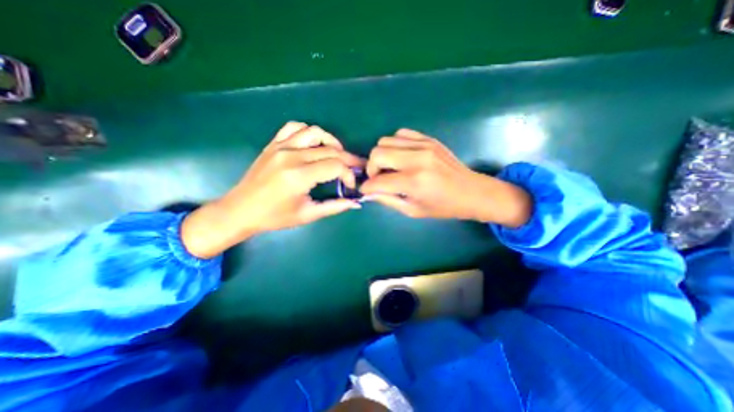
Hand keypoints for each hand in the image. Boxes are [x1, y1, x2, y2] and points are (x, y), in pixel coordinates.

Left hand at [181, 123, 363, 256]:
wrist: (240, 210)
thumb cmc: (274, 217)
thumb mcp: (307, 215)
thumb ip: (334, 207)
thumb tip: (356, 203)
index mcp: (299, 176)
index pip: (336, 166)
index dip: (349, 174)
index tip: (351, 185)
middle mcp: (291, 156)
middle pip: (330, 150)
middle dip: (348, 159)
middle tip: (356, 168)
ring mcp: (280, 147)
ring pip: (315, 132)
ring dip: (332, 142)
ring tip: (338, 154)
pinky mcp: (273, 144)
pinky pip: (294, 127)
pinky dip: (309, 132)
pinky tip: (314, 144)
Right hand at [361, 127, 528, 224]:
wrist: (472, 191)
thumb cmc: (443, 207)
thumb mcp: (413, 210)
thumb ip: (388, 200)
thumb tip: (370, 192)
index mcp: (414, 182)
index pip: (378, 181)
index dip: (367, 186)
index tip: (366, 189)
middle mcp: (417, 159)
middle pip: (377, 153)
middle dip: (371, 168)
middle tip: (378, 178)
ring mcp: (423, 145)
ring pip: (385, 141)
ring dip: (382, 155)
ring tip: (390, 167)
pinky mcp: (428, 139)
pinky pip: (400, 134)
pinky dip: (394, 145)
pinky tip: (401, 156)